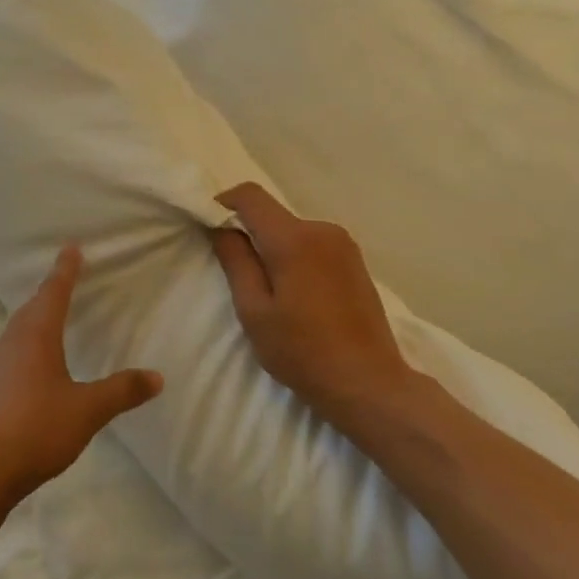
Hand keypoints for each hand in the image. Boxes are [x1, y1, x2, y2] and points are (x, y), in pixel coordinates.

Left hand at [0, 245, 163, 504]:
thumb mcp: (87, 411)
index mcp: (35, 337)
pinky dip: (26, 348)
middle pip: (31, 309)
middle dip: (49, 293)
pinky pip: (10, 356)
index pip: (53, 293)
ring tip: (50, 320)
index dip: (65, 270)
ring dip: (35, 320)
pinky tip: (33, 368)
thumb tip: (157, 376)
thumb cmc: (34, 430)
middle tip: (64, 280)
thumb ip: (121, 391)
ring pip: (18, 333)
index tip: (70, 248)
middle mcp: (11, 344)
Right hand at [211, 183, 417, 422]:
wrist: (368, 383)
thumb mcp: (254, 312)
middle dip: (250, 235)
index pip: (251, 196)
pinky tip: (299, 298)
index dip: (224, 203)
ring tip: (272, 294)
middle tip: (238, 277)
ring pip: (294, 232)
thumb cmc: (302, 351)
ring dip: (275, 250)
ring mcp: (344, 245)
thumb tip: (221, 228)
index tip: (210, 228)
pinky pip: (314, 246)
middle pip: (273, 215)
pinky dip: (297, 259)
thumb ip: (236, 262)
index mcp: (294, 239)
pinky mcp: (356, 262)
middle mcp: (323, 230)